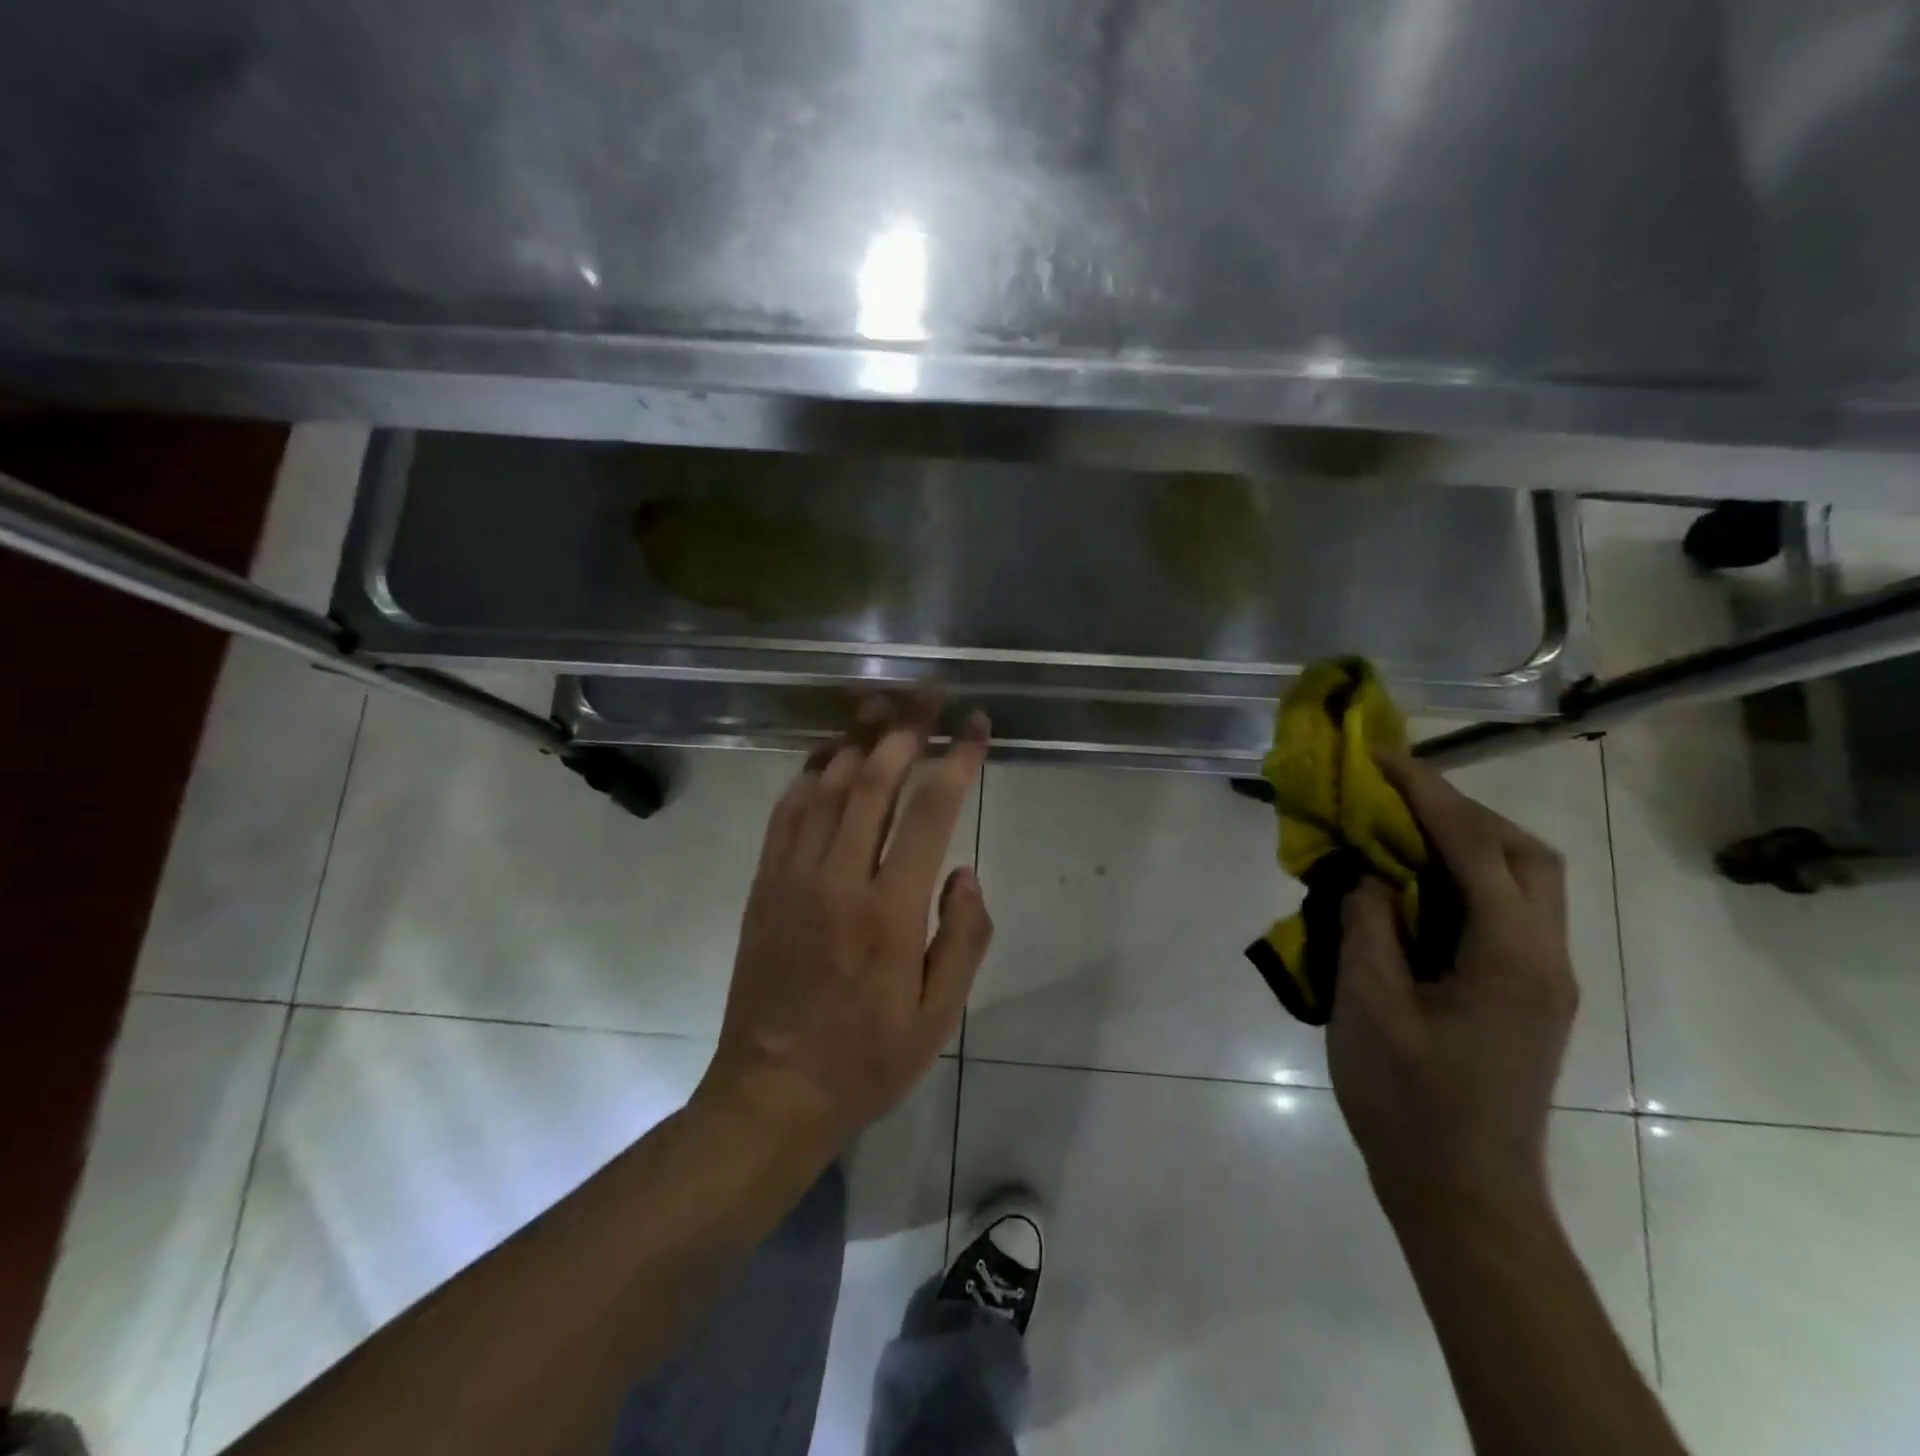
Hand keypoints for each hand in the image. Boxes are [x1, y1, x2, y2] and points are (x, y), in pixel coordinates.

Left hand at [694, 697, 993, 1155]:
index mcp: (889, 911)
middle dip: (907, 729)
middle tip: (930, 694)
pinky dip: (809, 774)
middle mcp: (839, 879)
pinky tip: (829, 755)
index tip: (977, 728)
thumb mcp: (938, 1017)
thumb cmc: (866, 1059)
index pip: (931, 812)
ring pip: (826, 785)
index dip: (958, 761)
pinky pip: (786, 812)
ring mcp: (792, 876)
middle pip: (874, 780)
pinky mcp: (764, 883)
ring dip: (859, 739)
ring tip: (884, 705)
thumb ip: (963, 938)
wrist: (772, 1092)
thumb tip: (965, 870)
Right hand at [1328, 752, 1576, 1222]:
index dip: (1428, 794)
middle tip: (1396, 795)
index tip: (1382, 758)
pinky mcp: (1524, 995)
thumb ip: (1367, 926)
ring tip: (1399, 829)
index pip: (1476, 848)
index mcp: (1509, 958)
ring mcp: (1540, 979)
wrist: (1459, 1193)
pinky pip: (1504, 912)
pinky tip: (1411, 885)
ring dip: (1467, 841)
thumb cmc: (1406, 1101)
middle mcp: (1544, 959)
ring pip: (1524, 882)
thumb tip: (1367, 875)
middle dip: (1462, 810)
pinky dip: (1463, 878)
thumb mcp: (1368, 1006)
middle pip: (1525, 855)